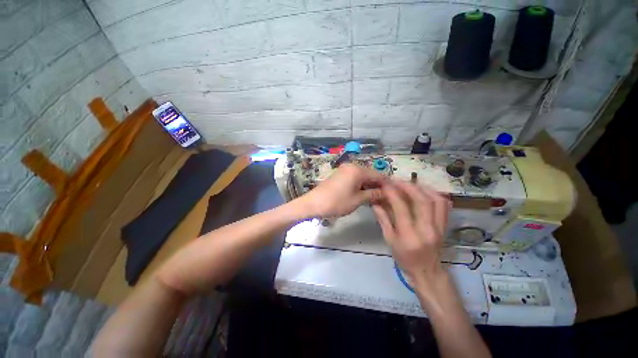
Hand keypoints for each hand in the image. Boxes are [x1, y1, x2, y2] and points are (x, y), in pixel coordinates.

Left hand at [297, 163, 385, 217]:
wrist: (314, 203)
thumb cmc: (337, 202)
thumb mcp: (357, 200)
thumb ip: (373, 195)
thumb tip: (386, 193)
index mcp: (358, 170)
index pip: (378, 175)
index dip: (387, 184)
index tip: (395, 193)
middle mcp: (352, 166)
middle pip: (370, 175)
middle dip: (378, 186)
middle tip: (386, 197)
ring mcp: (345, 170)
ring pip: (362, 177)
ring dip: (369, 186)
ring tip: (377, 198)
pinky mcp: (340, 175)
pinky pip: (354, 179)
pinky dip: (361, 186)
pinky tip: (365, 194)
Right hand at [372, 181, 450, 282]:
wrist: (427, 272)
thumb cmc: (404, 258)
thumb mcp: (389, 240)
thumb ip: (383, 219)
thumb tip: (375, 202)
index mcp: (410, 235)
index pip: (401, 207)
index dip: (392, 192)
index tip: (385, 184)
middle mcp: (427, 229)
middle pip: (422, 200)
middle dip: (408, 186)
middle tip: (396, 181)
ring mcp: (440, 227)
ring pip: (436, 200)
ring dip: (422, 188)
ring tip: (410, 184)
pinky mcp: (445, 225)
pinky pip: (444, 205)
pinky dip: (435, 194)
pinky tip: (424, 191)